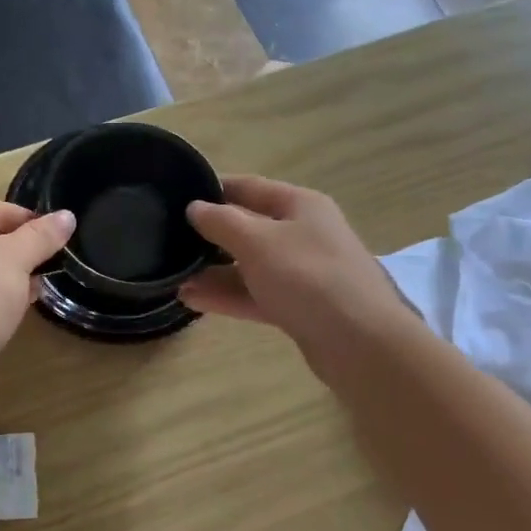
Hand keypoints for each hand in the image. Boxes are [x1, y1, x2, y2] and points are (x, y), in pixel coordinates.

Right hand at [181, 176, 414, 380]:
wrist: (362, 344)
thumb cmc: (308, 277)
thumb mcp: (257, 241)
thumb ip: (221, 221)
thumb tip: (195, 207)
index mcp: (299, 205)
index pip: (248, 187)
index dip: (212, 189)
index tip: (176, 197)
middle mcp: (303, 234)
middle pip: (249, 228)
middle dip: (210, 237)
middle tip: (169, 243)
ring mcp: (303, 273)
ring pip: (250, 266)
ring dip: (214, 272)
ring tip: (175, 280)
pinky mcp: (300, 308)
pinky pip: (257, 295)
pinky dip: (229, 296)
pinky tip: (193, 301)